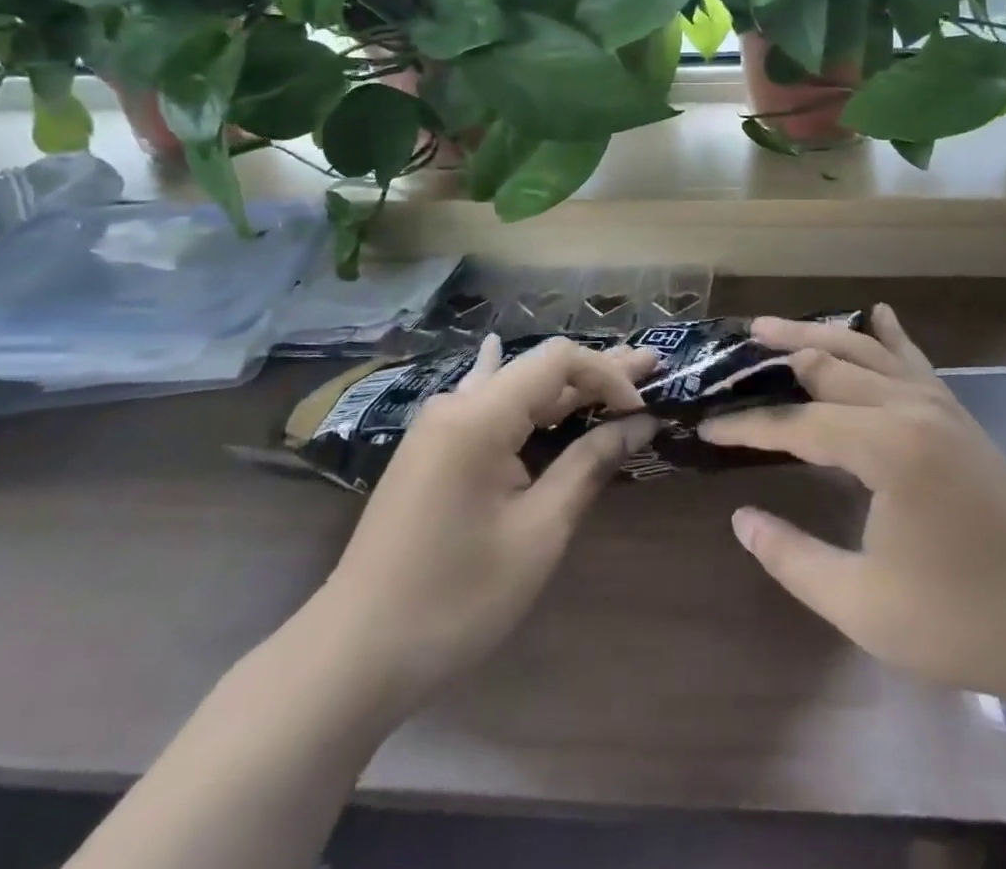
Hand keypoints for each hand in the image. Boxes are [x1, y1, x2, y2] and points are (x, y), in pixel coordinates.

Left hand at [318, 336, 656, 710]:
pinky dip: (516, 392)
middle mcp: (456, 405)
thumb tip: (639, 424)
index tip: (644, 410)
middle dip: (597, 372)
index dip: (609, 375)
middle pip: (539, 370)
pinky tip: (498, 351)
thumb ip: (589, 466)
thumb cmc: (456, 598)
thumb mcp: (539, 533)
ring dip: (563, 385)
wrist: (354, 654)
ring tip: (611, 371)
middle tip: (651, 366)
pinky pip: (484, 404)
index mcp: (480, 417)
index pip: (559, 362)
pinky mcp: (430, 450)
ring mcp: (437, 426)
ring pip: (513, 387)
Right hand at [698, 305, 1005, 728]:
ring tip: (776, 326)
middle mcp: (911, 409)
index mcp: (887, 448)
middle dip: (779, 356)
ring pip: (868, 350)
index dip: (749, 427)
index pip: (799, 425)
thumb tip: (741, 518)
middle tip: (735, 351)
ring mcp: (940, 405)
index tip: (708, 428)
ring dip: (820, 334)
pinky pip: (913, 360)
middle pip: (830, 364)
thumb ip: (792, 558)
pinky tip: (878, 313)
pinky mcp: (958, 415)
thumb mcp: (862, 604)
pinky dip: (889, 336)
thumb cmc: (960, 620)